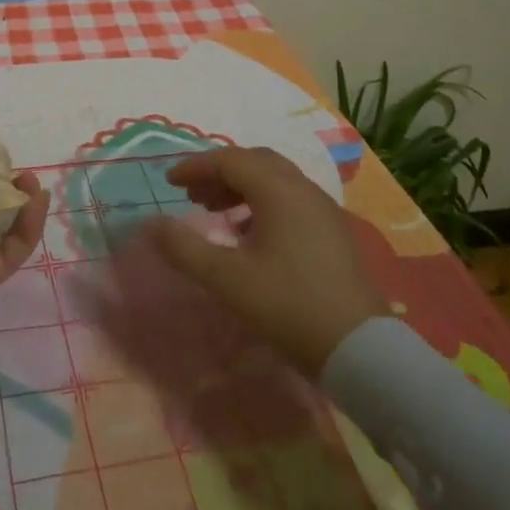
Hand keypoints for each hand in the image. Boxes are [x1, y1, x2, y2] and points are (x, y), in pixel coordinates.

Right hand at [152, 146, 388, 377]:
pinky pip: (290, 198)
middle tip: (193, 195)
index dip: (195, 166)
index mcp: (278, 190)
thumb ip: (183, 248)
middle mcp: (303, 189)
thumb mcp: (226, 279)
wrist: (359, 349)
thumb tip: (150, 223)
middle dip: (219, 172)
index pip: (229, 160)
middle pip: (254, 162)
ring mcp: (322, 209)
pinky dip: (262, 202)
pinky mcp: (332, 231)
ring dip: (240, 187)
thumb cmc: (287, 306)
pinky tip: (249, 234)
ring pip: (274, 179)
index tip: (169, 182)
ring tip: (215, 212)